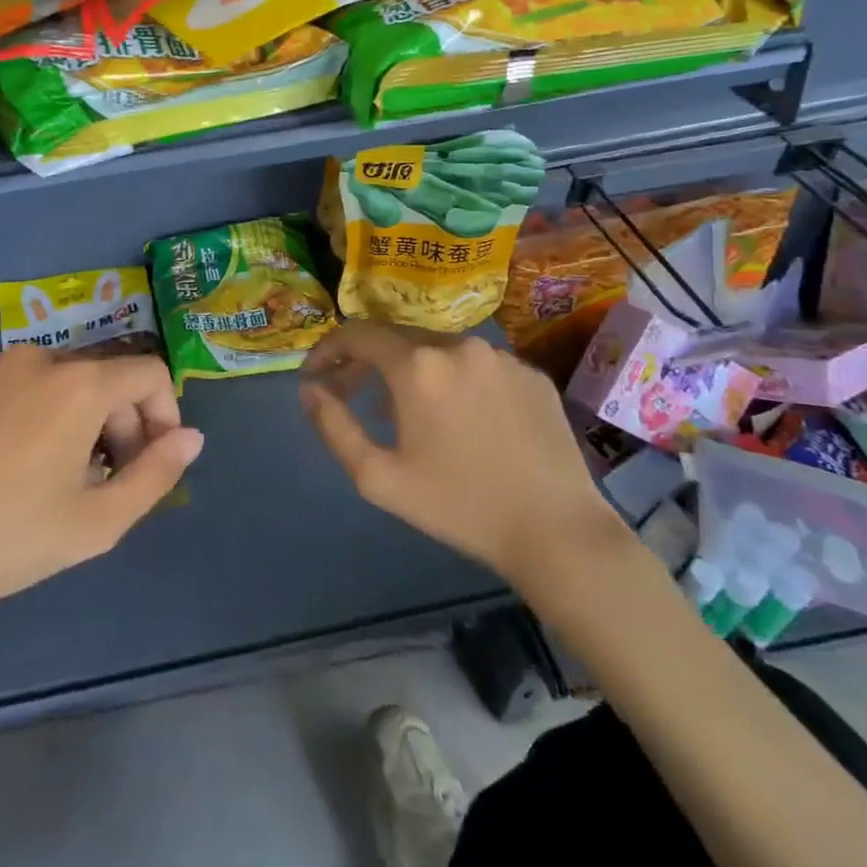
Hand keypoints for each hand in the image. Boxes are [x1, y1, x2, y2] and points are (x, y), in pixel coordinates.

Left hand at [0, 347, 202, 611]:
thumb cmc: (8, 538)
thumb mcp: (96, 523)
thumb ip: (156, 474)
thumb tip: (192, 437)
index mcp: (78, 385)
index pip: (149, 374)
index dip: (161, 414)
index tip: (144, 460)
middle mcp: (33, 357)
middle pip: (96, 376)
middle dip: (111, 420)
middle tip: (93, 477)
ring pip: (43, 379)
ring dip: (59, 415)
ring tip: (36, 470)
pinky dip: (7, 412)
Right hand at [298, 322, 617, 589]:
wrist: (557, 532)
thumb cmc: (458, 506)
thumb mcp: (378, 477)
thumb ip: (333, 426)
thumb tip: (309, 389)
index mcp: (417, 365)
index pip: (357, 334)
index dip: (327, 350)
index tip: (314, 376)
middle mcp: (458, 345)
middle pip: (396, 338)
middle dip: (365, 360)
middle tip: (351, 393)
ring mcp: (501, 356)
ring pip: (438, 349)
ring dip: (410, 370)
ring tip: (404, 412)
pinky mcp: (531, 373)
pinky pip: (477, 365)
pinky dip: (454, 380)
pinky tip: (458, 418)